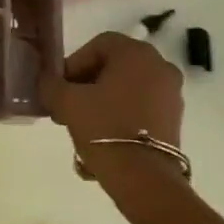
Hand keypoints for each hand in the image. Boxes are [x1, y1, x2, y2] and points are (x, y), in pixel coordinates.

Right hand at [40, 32, 183, 178]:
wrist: (143, 177)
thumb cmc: (104, 128)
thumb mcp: (67, 102)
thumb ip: (51, 85)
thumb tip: (48, 81)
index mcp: (135, 53)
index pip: (97, 45)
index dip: (73, 64)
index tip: (60, 88)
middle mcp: (159, 65)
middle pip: (114, 66)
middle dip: (87, 83)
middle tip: (67, 105)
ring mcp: (171, 92)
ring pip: (127, 87)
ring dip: (103, 99)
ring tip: (83, 124)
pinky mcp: (175, 117)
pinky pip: (142, 105)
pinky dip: (122, 114)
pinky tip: (104, 135)